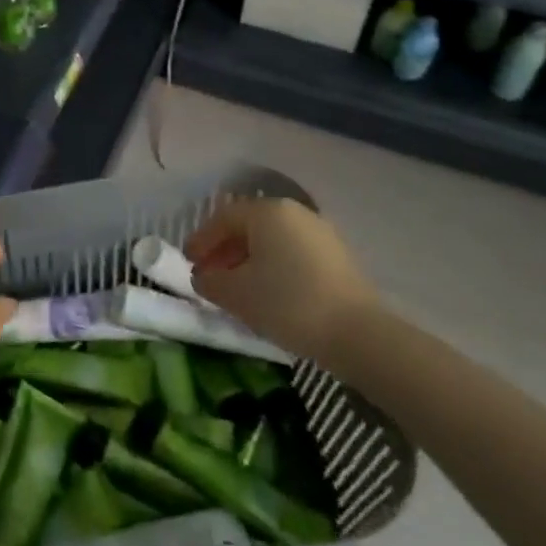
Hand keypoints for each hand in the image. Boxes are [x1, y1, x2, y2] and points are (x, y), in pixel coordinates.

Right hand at [185, 197, 379, 360]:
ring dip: (248, 260)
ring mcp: (320, 233)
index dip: (201, 240)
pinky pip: (293, 253)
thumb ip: (210, 281)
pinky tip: (268, 293)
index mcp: (267, 211)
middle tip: (209, 276)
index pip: (223, 218)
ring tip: (237, 288)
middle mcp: (295, 212)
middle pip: (249, 226)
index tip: (188, 263)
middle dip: (224, 250)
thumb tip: (203, 277)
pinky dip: (274, 267)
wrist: (358, 334)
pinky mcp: (338, 256)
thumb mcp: (236, 294)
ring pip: (272, 241)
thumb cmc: (287, 303)